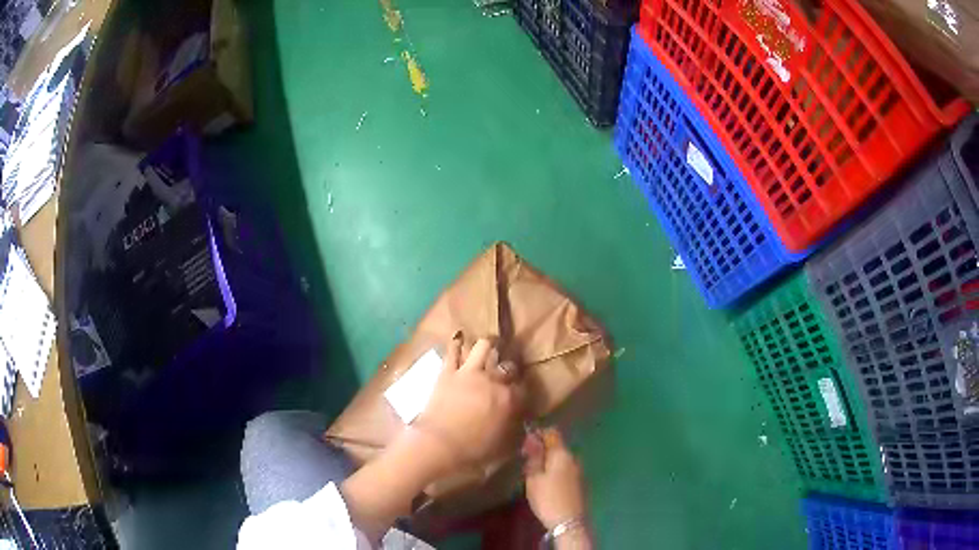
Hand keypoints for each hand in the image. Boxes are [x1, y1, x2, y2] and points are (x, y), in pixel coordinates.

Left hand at [414, 335, 525, 473]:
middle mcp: (492, 381)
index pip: (524, 388)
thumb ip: (514, 431)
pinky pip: (453, 350)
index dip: (523, 390)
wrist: (438, 445)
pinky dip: (456, 344)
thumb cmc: (472, 451)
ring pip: (483, 346)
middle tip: (505, 374)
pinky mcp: (447, 372)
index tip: (520, 394)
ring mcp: (469, 372)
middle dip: (509, 369)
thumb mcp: (502, 445)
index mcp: (509, 400)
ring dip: (488, 347)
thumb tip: (520, 425)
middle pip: (507, 365)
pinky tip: (459, 340)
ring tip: (489, 348)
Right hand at [523, 428, 586, 530]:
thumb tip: (532, 436)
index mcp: (562, 453)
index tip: (525, 445)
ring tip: (534, 472)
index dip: (537, 434)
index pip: (551, 432)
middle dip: (542, 449)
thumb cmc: (547, 498)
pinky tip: (546, 482)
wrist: (568, 522)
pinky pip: (565, 468)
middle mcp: (573, 457)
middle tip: (526, 461)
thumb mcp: (534, 477)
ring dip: (548, 461)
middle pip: (557, 445)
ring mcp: (578, 469)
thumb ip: (534, 456)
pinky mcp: (579, 481)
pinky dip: (555, 470)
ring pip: (561, 458)